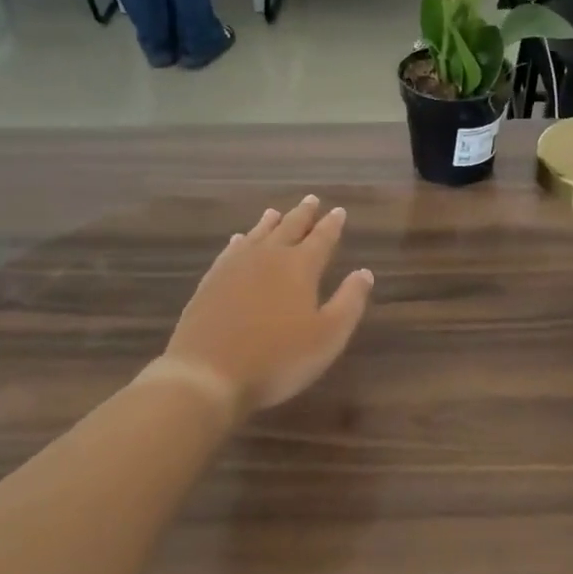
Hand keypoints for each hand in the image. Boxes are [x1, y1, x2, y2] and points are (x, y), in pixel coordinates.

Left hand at [165, 196, 374, 411]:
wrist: (208, 374)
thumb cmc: (278, 358)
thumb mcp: (328, 336)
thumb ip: (349, 301)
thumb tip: (364, 272)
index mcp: (300, 267)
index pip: (321, 238)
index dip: (332, 224)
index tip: (339, 210)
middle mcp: (268, 257)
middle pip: (289, 228)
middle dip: (303, 214)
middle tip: (312, 199)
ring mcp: (234, 267)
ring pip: (257, 235)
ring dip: (270, 223)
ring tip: (277, 212)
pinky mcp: (210, 282)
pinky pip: (230, 251)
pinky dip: (240, 242)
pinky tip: (238, 241)